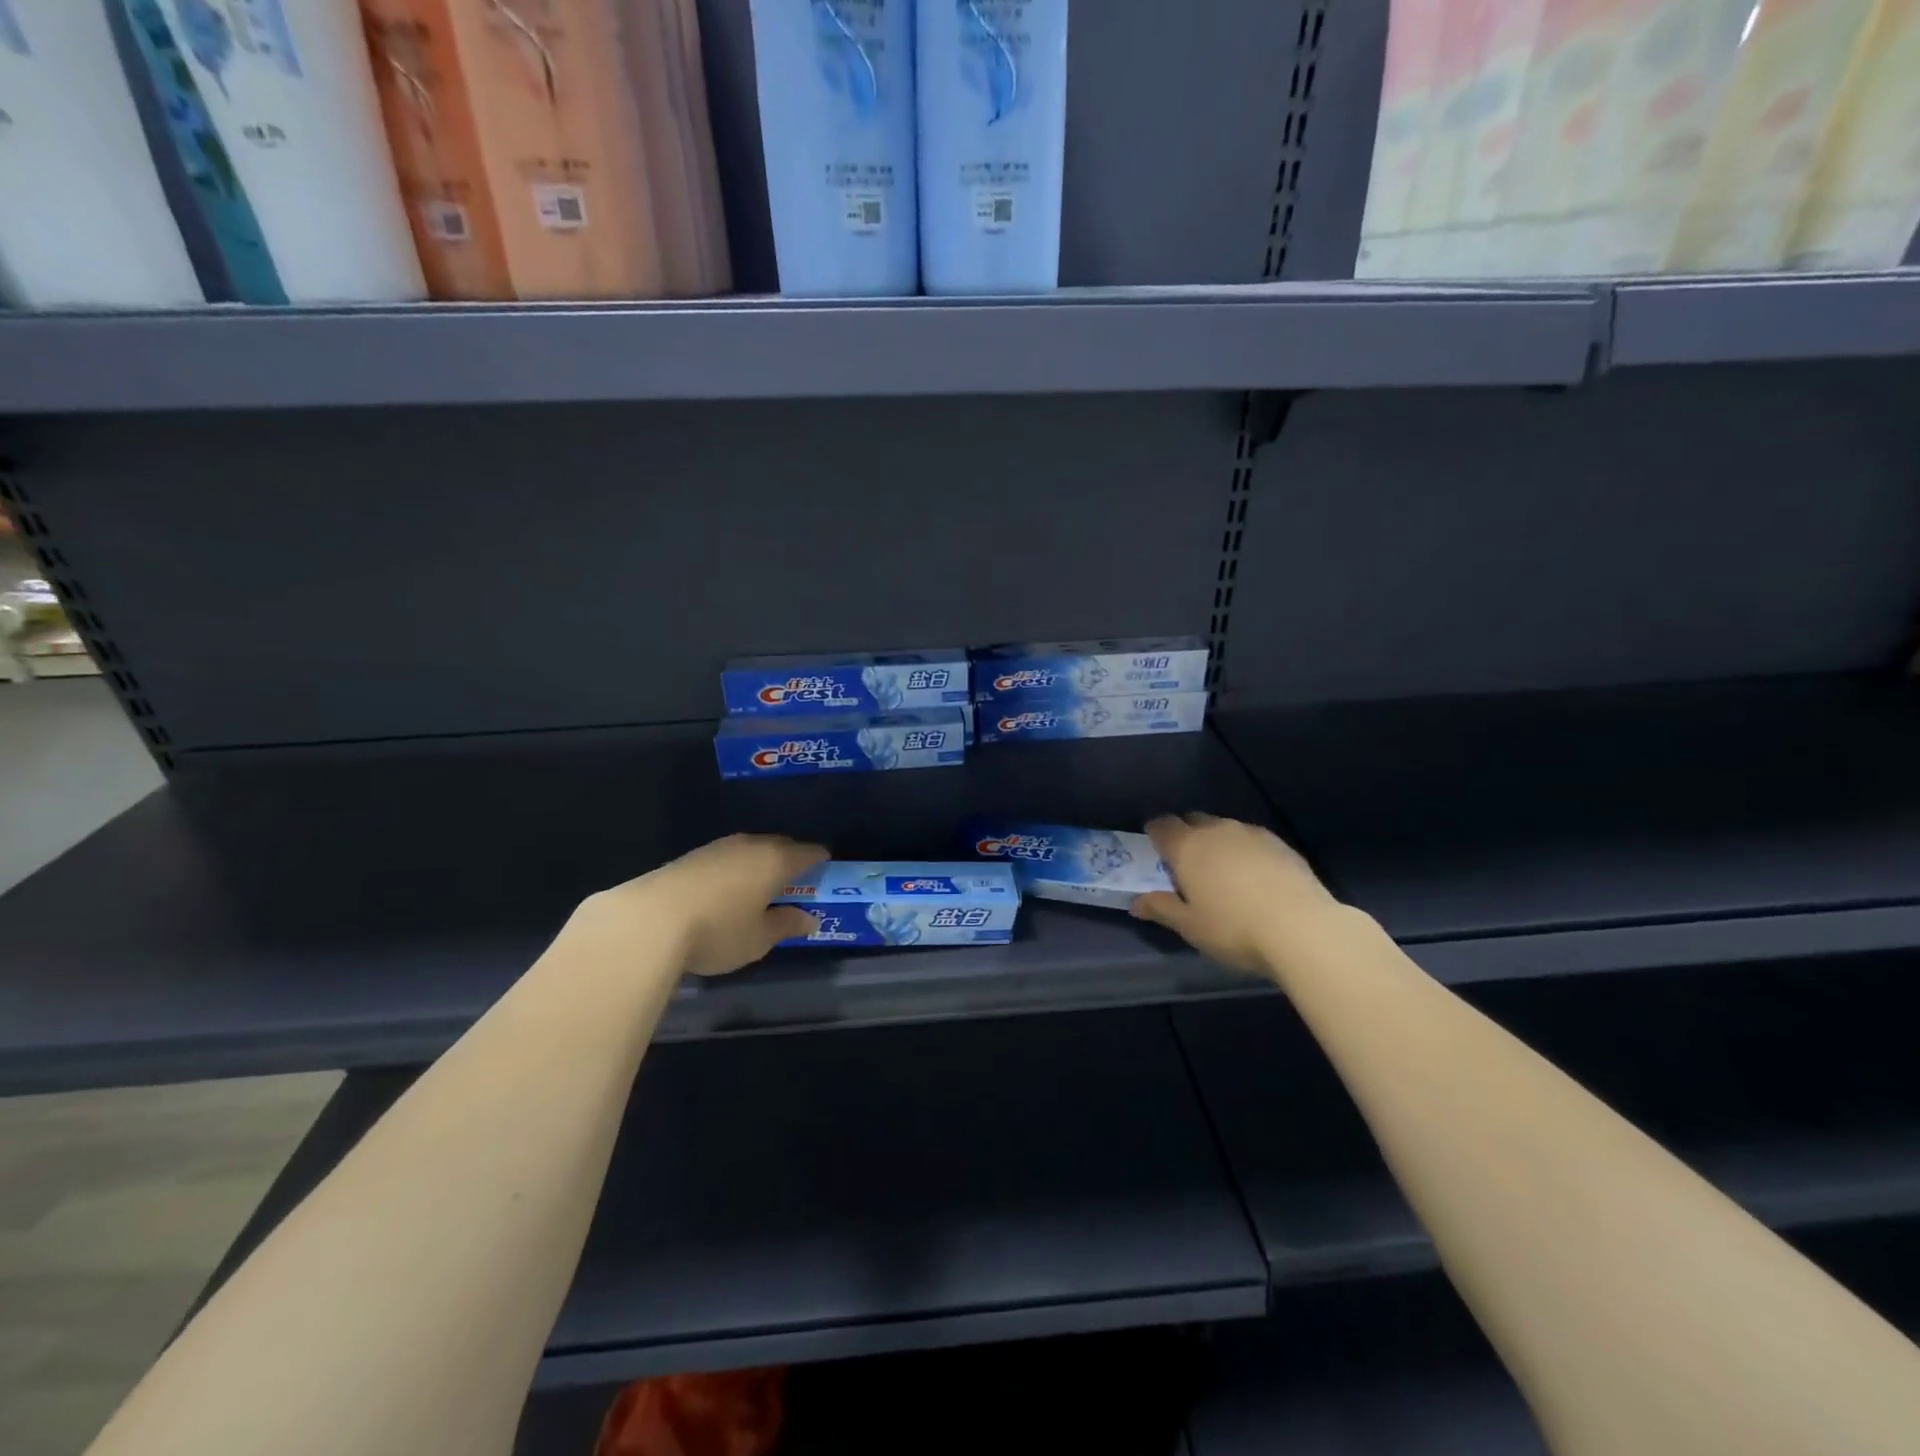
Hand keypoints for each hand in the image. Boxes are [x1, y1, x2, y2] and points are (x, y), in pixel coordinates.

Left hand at [580, 834, 828, 977]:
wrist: (648, 920)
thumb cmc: (717, 931)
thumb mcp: (758, 938)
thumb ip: (786, 925)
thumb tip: (808, 918)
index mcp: (777, 860)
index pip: (810, 852)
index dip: (820, 863)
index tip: (824, 877)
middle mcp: (752, 845)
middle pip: (781, 846)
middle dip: (790, 862)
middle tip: (793, 886)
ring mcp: (719, 846)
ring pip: (752, 850)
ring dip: (759, 865)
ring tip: (758, 890)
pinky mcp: (692, 855)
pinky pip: (727, 857)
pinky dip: (734, 870)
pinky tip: (725, 892)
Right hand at [1130, 813, 1338, 973]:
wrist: (1302, 928)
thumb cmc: (1233, 928)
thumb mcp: (1190, 926)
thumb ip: (1161, 909)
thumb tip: (1136, 903)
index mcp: (1187, 846)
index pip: (1162, 825)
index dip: (1155, 832)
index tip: (1153, 844)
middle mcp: (1216, 830)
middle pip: (1193, 821)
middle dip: (1185, 834)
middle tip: (1185, 861)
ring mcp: (1251, 834)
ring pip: (1224, 829)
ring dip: (1216, 841)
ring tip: (1221, 869)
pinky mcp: (1280, 844)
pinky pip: (1251, 840)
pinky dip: (1244, 851)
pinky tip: (1253, 875)